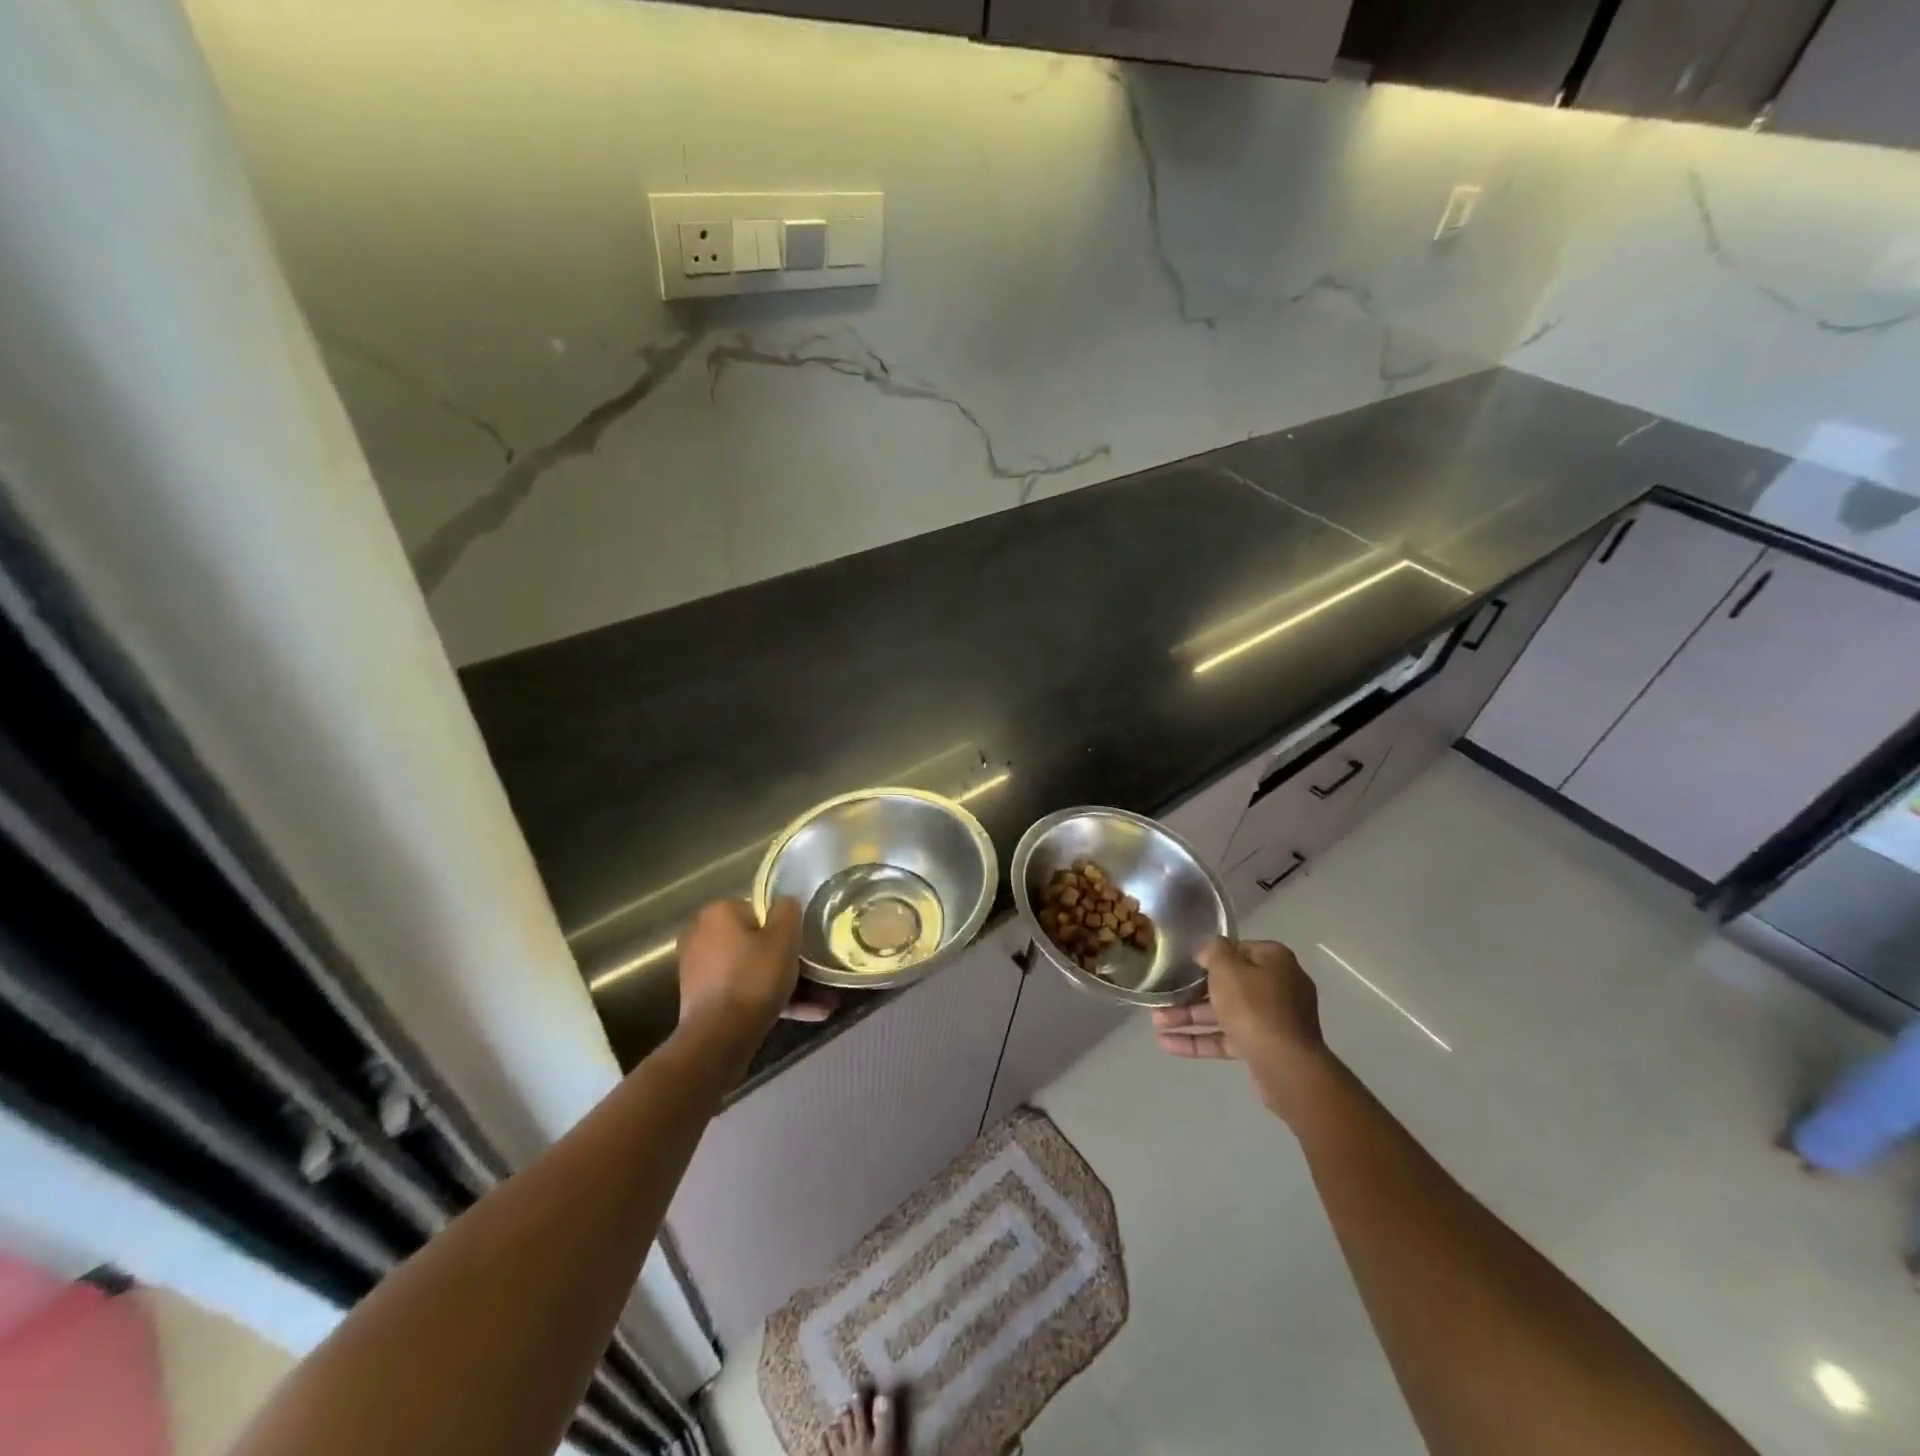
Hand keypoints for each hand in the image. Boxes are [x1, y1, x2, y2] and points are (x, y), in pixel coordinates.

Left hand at [676, 898, 802, 1038]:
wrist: (719, 1037)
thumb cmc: (753, 978)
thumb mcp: (784, 938)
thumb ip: (789, 911)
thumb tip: (786, 902)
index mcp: (718, 913)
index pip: (758, 910)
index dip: (782, 927)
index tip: (799, 945)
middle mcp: (702, 935)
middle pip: (755, 942)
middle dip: (786, 960)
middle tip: (814, 974)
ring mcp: (699, 970)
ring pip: (752, 971)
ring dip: (785, 985)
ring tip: (823, 1002)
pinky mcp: (703, 999)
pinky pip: (743, 992)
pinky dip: (769, 1000)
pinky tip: (806, 1014)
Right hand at [1152, 938, 1334, 1121]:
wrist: (1286, 1066)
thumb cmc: (1254, 1006)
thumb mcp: (1227, 968)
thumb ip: (1213, 951)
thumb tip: (1208, 950)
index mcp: (1274, 961)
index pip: (1237, 950)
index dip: (1209, 957)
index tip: (1183, 964)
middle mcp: (1278, 986)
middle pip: (1228, 985)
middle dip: (1191, 993)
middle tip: (1162, 998)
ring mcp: (1272, 1020)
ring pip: (1224, 1014)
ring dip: (1190, 1018)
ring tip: (1157, 1024)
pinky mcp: (1264, 1048)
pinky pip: (1227, 1039)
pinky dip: (1200, 1040)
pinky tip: (1168, 1045)